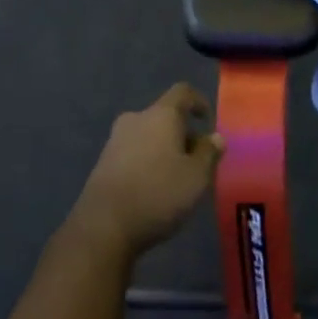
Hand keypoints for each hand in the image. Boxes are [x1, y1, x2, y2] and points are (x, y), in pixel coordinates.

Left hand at [74, 84, 225, 257]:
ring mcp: (115, 141)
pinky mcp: (103, 163)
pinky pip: (134, 152)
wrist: (103, 226)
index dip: (198, 101)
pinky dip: (148, 162)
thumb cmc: (158, 194)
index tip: (207, 121)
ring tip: (178, 179)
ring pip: (149, 135)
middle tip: (198, 161)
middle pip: (165, 116)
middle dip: (183, 134)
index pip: (182, 92)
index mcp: (161, 115)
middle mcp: (135, 120)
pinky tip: (154, 189)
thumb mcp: (197, 177)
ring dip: (165, 149)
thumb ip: (209, 153)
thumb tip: (214, 137)